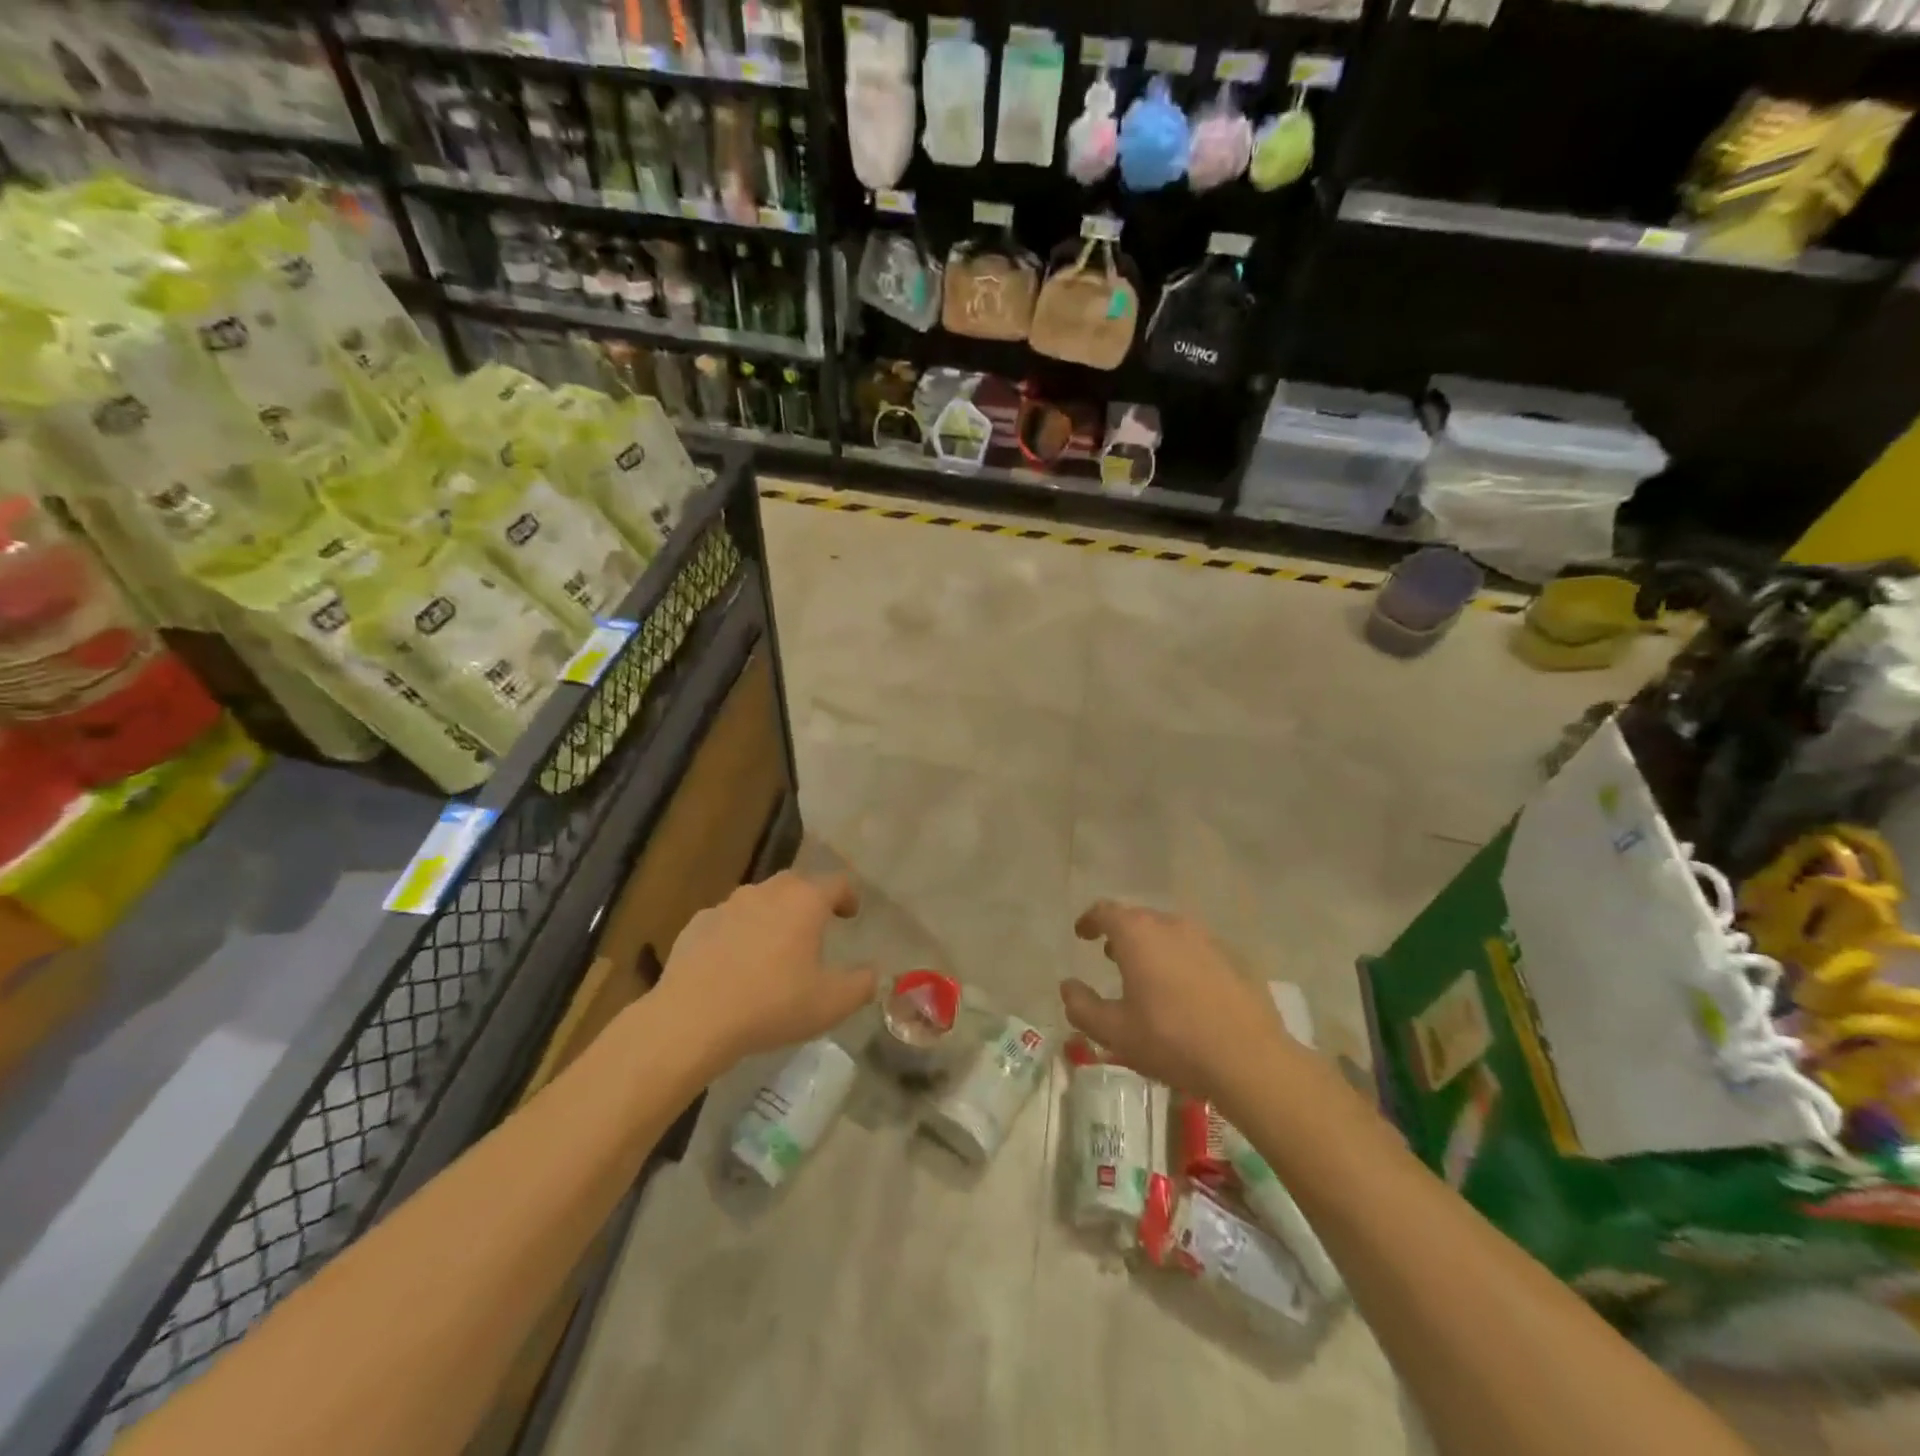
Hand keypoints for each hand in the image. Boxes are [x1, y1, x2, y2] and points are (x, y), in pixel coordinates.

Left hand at [659, 871, 875, 1064]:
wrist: (693, 1018)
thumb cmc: (772, 1004)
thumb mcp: (831, 1003)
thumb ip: (861, 985)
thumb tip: (874, 974)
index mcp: (805, 901)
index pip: (837, 883)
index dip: (848, 896)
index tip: (851, 915)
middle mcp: (767, 892)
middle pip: (796, 883)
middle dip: (809, 900)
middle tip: (815, 926)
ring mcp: (728, 905)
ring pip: (759, 899)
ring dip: (772, 914)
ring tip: (774, 946)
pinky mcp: (697, 924)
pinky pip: (727, 921)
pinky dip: (738, 932)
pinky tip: (735, 961)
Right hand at [1062, 900, 1297, 1105]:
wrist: (1249, 1059)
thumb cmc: (1172, 1041)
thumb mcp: (1115, 1032)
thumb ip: (1083, 1007)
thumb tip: (1068, 987)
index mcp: (1138, 934)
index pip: (1106, 911)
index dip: (1090, 920)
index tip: (1082, 933)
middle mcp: (1172, 925)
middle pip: (1139, 918)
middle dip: (1121, 934)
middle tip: (1110, 956)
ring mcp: (1207, 939)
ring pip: (1169, 933)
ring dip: (1152, 946)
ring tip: (1146, 974)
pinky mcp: (1233, 959)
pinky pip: (1195, 950)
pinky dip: (1180, 960)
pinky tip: (1183, 992)